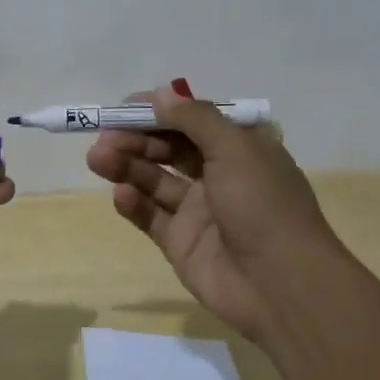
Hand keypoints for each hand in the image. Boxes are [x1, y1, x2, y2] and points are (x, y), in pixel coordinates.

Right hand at [85, 85, 348, 343]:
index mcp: (239, 148)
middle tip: (103, 138)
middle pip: (168, 148)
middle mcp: (219, 175)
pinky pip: (151, 216)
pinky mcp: (181, 243)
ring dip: (126, 166)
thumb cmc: (263, 204)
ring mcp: (198, 211)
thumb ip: (194, 118)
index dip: (158, 112)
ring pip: (154, 180)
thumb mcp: (235, 148)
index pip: (192, 120)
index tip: (122, 107)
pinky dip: (134, 203)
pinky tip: (121, 195)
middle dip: (135, 139)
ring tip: (97, 159)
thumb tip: (160, 94)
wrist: (282, 285)